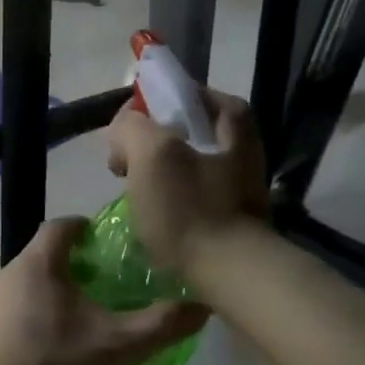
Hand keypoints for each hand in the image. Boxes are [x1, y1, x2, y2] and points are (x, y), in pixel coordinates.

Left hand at [0, 220, 206, 364]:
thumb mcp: (120, 349)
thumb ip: (162, 324)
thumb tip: (203, 305)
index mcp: (37, 266)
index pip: (60, 227)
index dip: (84, 229)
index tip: (103, 242)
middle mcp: (2, 278)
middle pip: (41, 262)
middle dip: (70, 274)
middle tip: (100, 295)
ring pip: (22, 295)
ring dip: (47, 305)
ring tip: (75, 332)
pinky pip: (4, 324)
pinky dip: (25, 331)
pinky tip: (42, 362)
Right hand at [106, 91, 268, 274]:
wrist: (229, 272)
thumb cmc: (189, 208)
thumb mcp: (150, 153)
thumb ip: (131, 127)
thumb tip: (125, 133)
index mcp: (231, 117)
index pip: (178, 93)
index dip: (143, 111)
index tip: (122, 139)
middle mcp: (242, 142)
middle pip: (180, 129)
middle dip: (147, 145)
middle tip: (125, 167)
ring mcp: (239, 179)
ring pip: (183, 162)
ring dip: (156, 175)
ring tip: (136, 196)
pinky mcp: (232, 212)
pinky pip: (190, 192)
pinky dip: (169, 199)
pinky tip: (154, 217)